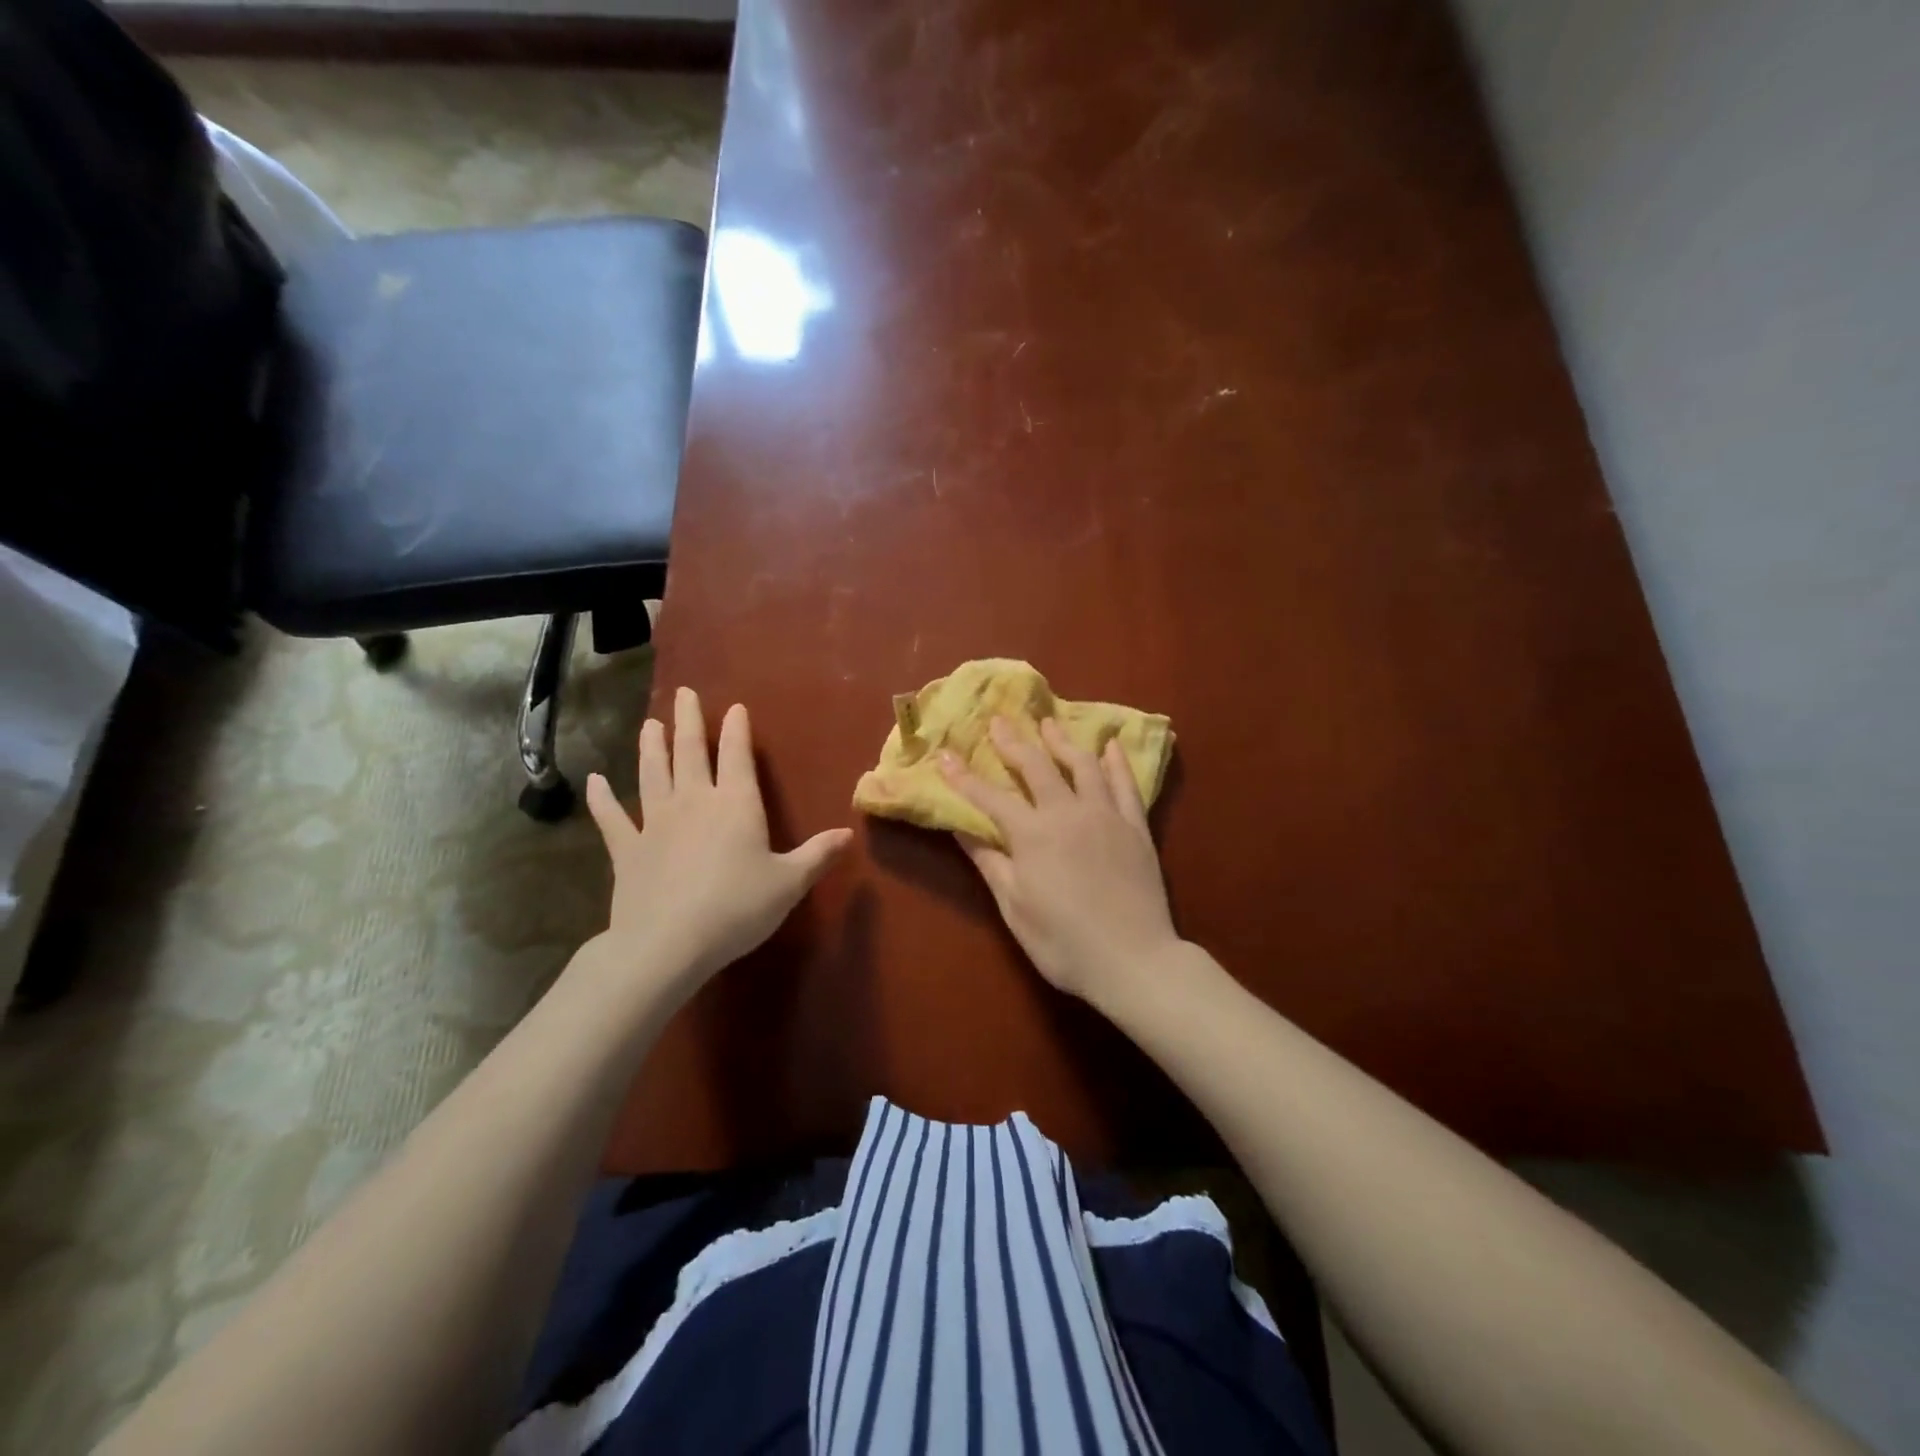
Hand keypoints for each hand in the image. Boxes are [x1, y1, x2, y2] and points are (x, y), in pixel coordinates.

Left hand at [583, 687, 851, 1001]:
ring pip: (652, 774)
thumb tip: (848, 833)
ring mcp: (655, 822)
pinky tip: (594, 781)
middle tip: (685, 693)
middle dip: (689, 721)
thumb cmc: (737, 908)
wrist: (668, 943)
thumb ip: (817, 855)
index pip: (737, 756)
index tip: (734, 707)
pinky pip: (611, 818)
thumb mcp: (789, 883)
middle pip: (689, 752)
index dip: (737, 729)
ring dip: (651, 747)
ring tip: (650, 723)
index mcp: (735, 804)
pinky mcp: (627, 849)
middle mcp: (694, 801)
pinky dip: (602, 799)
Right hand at [940, 717, 1180, 1005]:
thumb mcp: (1014, 907)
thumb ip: (989, 861)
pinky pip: (1125, 784)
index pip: (990, 797)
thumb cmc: (1064, 942)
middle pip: (1036, 767)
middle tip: (999, 720)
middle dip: (1013, 742)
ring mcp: (1106, 815)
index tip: (944, 754)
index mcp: (1033, 834)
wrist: (1134, 960)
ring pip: (1082, 765)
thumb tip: (960, 827)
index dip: (964, 776)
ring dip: (1061, 741)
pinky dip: (1115, 762)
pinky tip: (1109, 745)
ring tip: (1048, 723)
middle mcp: (1068, 812)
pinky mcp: (1136, 827)